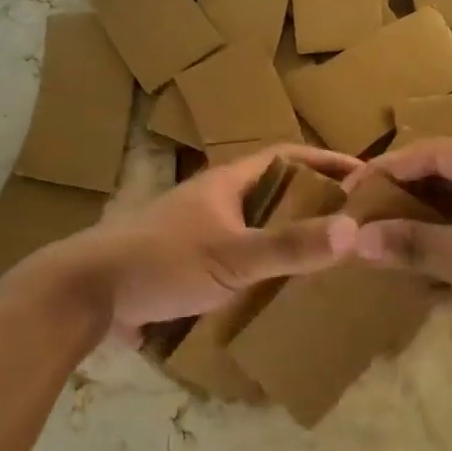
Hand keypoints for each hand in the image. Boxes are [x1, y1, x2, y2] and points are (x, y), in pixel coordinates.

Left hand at [48, 145, 360, 339]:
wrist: (87, 294)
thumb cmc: (161, 262)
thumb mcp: (232, 256)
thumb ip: (289, 246)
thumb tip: (352, 229)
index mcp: (227, 183)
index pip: (287, 156)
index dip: (326, 162)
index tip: (364, 176)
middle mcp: (214, 199)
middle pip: (273, 190)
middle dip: (313, 201)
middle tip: (353, 221)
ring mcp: (198, 230)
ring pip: (255, 225)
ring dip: (288, 234)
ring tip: (326, 256)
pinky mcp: (186, 262)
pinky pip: (238, 255)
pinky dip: (263, 264)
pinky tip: (279, 290)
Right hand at [347, 140, 451, 372]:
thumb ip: (414, 244)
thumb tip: (356, 239)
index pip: (434, 152)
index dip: (389, 168)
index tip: (350, 190)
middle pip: (444, 174)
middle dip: (402, 194)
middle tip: (360, 213)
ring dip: (420, 219)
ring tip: (379, 234)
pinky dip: (443, 238)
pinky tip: (415, 259)